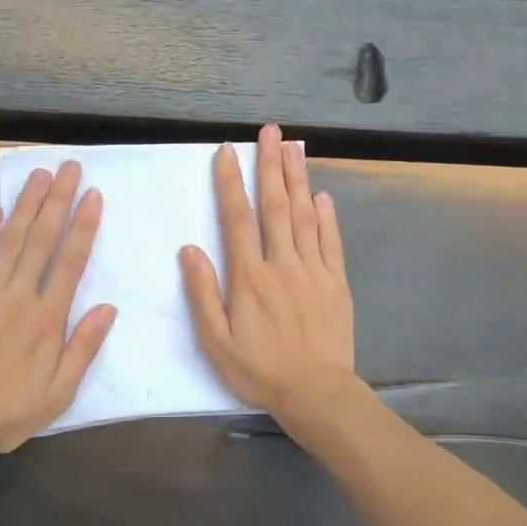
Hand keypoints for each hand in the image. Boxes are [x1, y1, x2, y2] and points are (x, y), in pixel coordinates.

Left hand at [0, 161, 116, 457]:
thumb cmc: (10, 411)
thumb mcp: (60, 392)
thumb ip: (84, 347)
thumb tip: (109, 307)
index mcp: (47, 318)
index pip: (71, 261)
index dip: (84, 226)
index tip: (93, 195)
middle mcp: (18, 296)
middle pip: (41, 239)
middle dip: (57, 200)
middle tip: (68, 167)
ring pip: (9, 239)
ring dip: (25, 205)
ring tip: (38, 174)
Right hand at [180, 125, 357, 421]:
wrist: (317, 394)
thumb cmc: (260, 371)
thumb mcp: (216, 342)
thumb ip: (203, 294)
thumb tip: (190, 249)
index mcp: (250, 277)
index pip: (237, 219)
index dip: (230, 183)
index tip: (226, 152)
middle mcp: (282, 264)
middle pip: (275, 205)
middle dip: (270, 165)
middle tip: (270, 131)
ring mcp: (314, 270)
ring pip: (304, 215)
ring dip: (298, 179)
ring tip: (294, 146)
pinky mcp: (336, 282)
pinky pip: (331, 241)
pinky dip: (326, 216)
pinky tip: (322, 195)